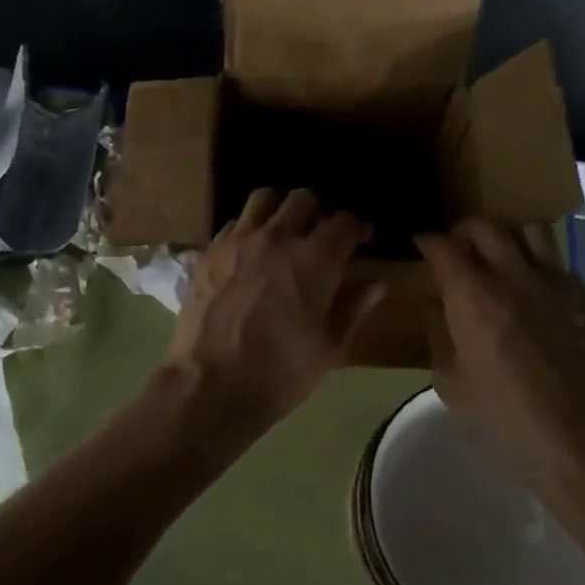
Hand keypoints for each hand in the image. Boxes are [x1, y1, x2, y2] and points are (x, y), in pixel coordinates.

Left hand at [168, 188, 384, 429]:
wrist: (209, 385)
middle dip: (319, 212)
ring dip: (280, 210)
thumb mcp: (328, 348)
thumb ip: (352, 308)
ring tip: (283, 232)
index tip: (362, 238)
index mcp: (314, 259)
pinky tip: (250, 252)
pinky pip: (234, 223)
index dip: (357, 226)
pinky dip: (248, 229)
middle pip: (303, 199)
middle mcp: (277, 238)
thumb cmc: (279, 373)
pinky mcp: (210, 251)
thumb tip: (375, 284)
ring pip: (264, 199)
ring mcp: (238, 241)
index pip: (344, 222)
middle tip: (321, 236)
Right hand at [416, 219, 584, 485]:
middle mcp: (513, 275)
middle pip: (484, 226)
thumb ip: (439, 334)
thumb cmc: (507, 416)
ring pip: (528, 230)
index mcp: (473, 296)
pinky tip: (535, 292)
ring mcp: (554, 282)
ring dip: (508, 238)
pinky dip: (539, 265)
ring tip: (501, 259)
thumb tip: (438, 306)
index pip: (442, 246)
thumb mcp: (451, 384)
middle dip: (464, 231)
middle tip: (458, 249)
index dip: (427, 241)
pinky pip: (558, 262)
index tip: (421, 246)